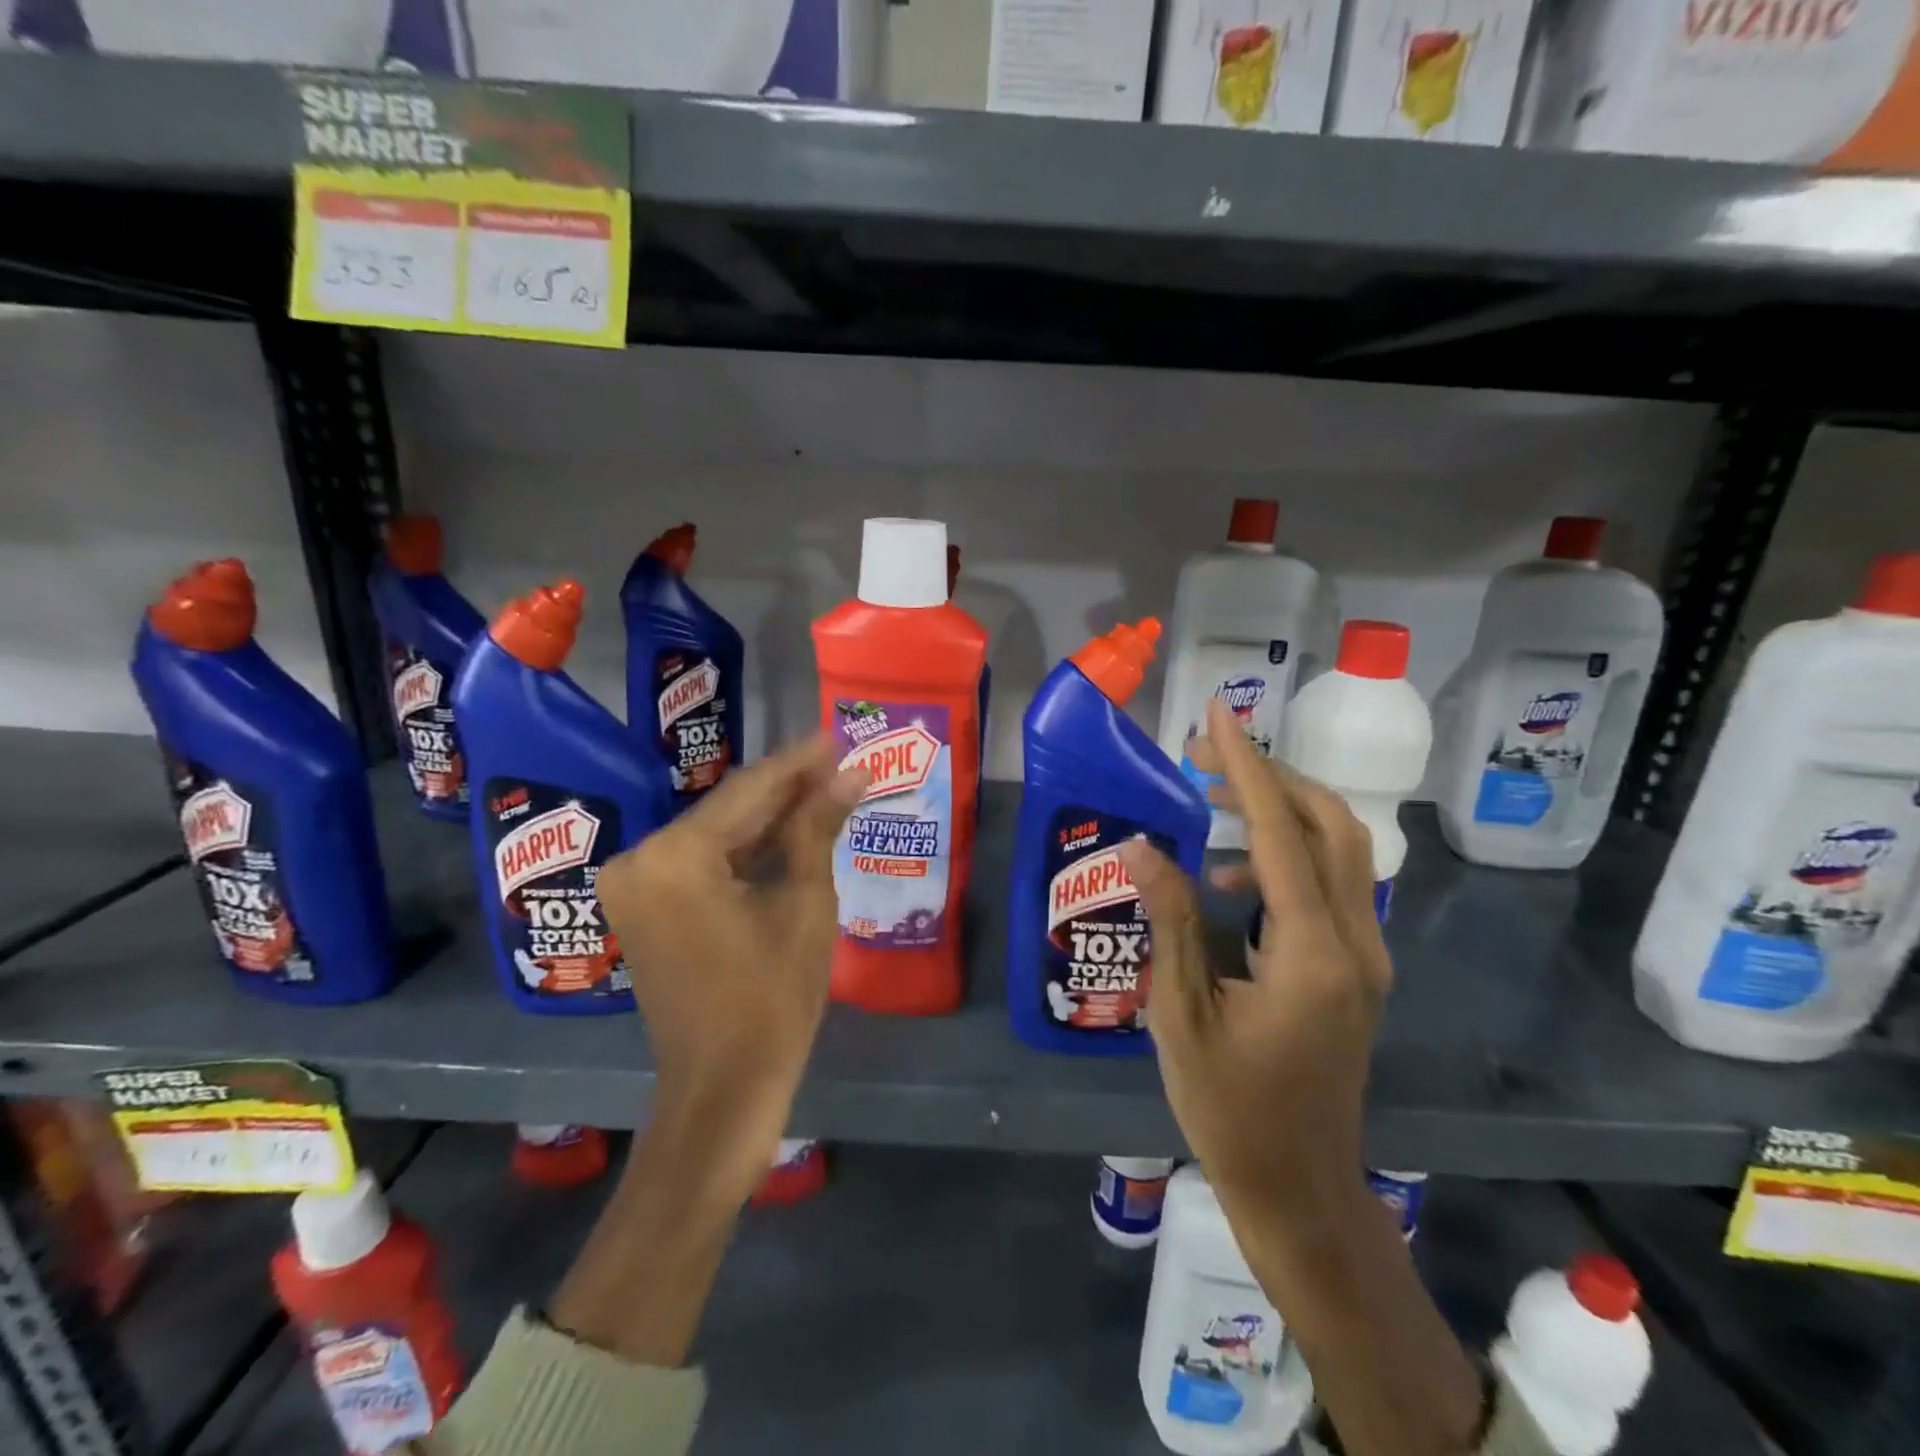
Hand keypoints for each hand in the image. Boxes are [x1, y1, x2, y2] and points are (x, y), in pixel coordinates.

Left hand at [596, 735, 866, 1206]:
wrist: (722, 1088)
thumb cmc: (772, 998)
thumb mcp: (804, 904)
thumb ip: (817, 827)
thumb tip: (852, 773)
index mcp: (676, 857)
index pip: (749, 791)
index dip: (800, 763)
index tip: (838, 736)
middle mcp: (641, 859)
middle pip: (728, 809)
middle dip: (787, 788)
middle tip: (840, 762)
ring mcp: (635, 884)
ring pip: (717, 833)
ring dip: (770, 816)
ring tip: (826, 788)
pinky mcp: (644, 905)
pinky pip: (702, 861)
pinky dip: (745, 849)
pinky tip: (789, 830)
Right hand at [1120, 697, 1387, 1214]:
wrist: (1299, 1187)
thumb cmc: (1230, 1109)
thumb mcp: (1180, 1014)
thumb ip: (1168, 920)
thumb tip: (1139, 843)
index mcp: (1312, 954)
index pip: (1279, 833)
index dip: (1246, 766)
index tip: (1218, 714)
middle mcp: (1357, 943)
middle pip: (1331, 825)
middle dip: (1269, 776)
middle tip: (1203, 756)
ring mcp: (1365, 957)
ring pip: (1339, 850)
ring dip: (1278, 811)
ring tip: (1208, 799)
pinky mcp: (1356, 968)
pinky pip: (1329, 885)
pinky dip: (1282, 856)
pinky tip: (1225, 877)